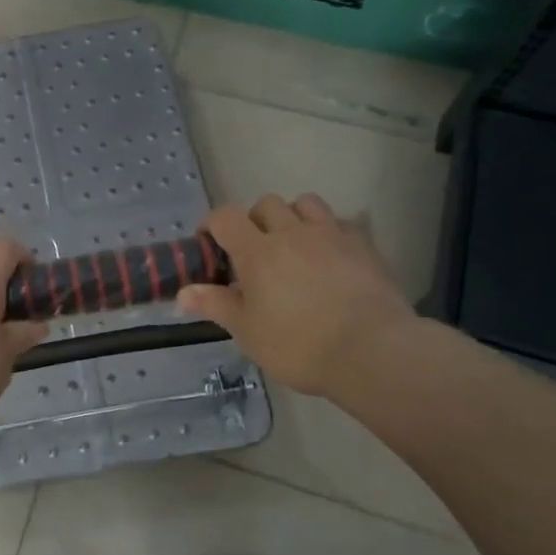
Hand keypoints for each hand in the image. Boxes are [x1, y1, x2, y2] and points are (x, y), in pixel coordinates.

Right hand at [177, 194, 422, 401]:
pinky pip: (342, 223)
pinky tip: (332, 256)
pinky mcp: (364, 246)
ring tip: (294, 245)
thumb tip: (182, 293)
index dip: (213, 225)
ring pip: (306, 203)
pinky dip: (330, 232)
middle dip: (255, 220)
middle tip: (254, 251)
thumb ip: (215, 304)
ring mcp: (331, 235)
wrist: (372, 351)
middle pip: (266, 203)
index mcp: (257, 251)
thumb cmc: (299, 344)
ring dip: (294, 216)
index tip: (211, 246)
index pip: (225, 216)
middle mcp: (291, 232)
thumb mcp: (248, 331)